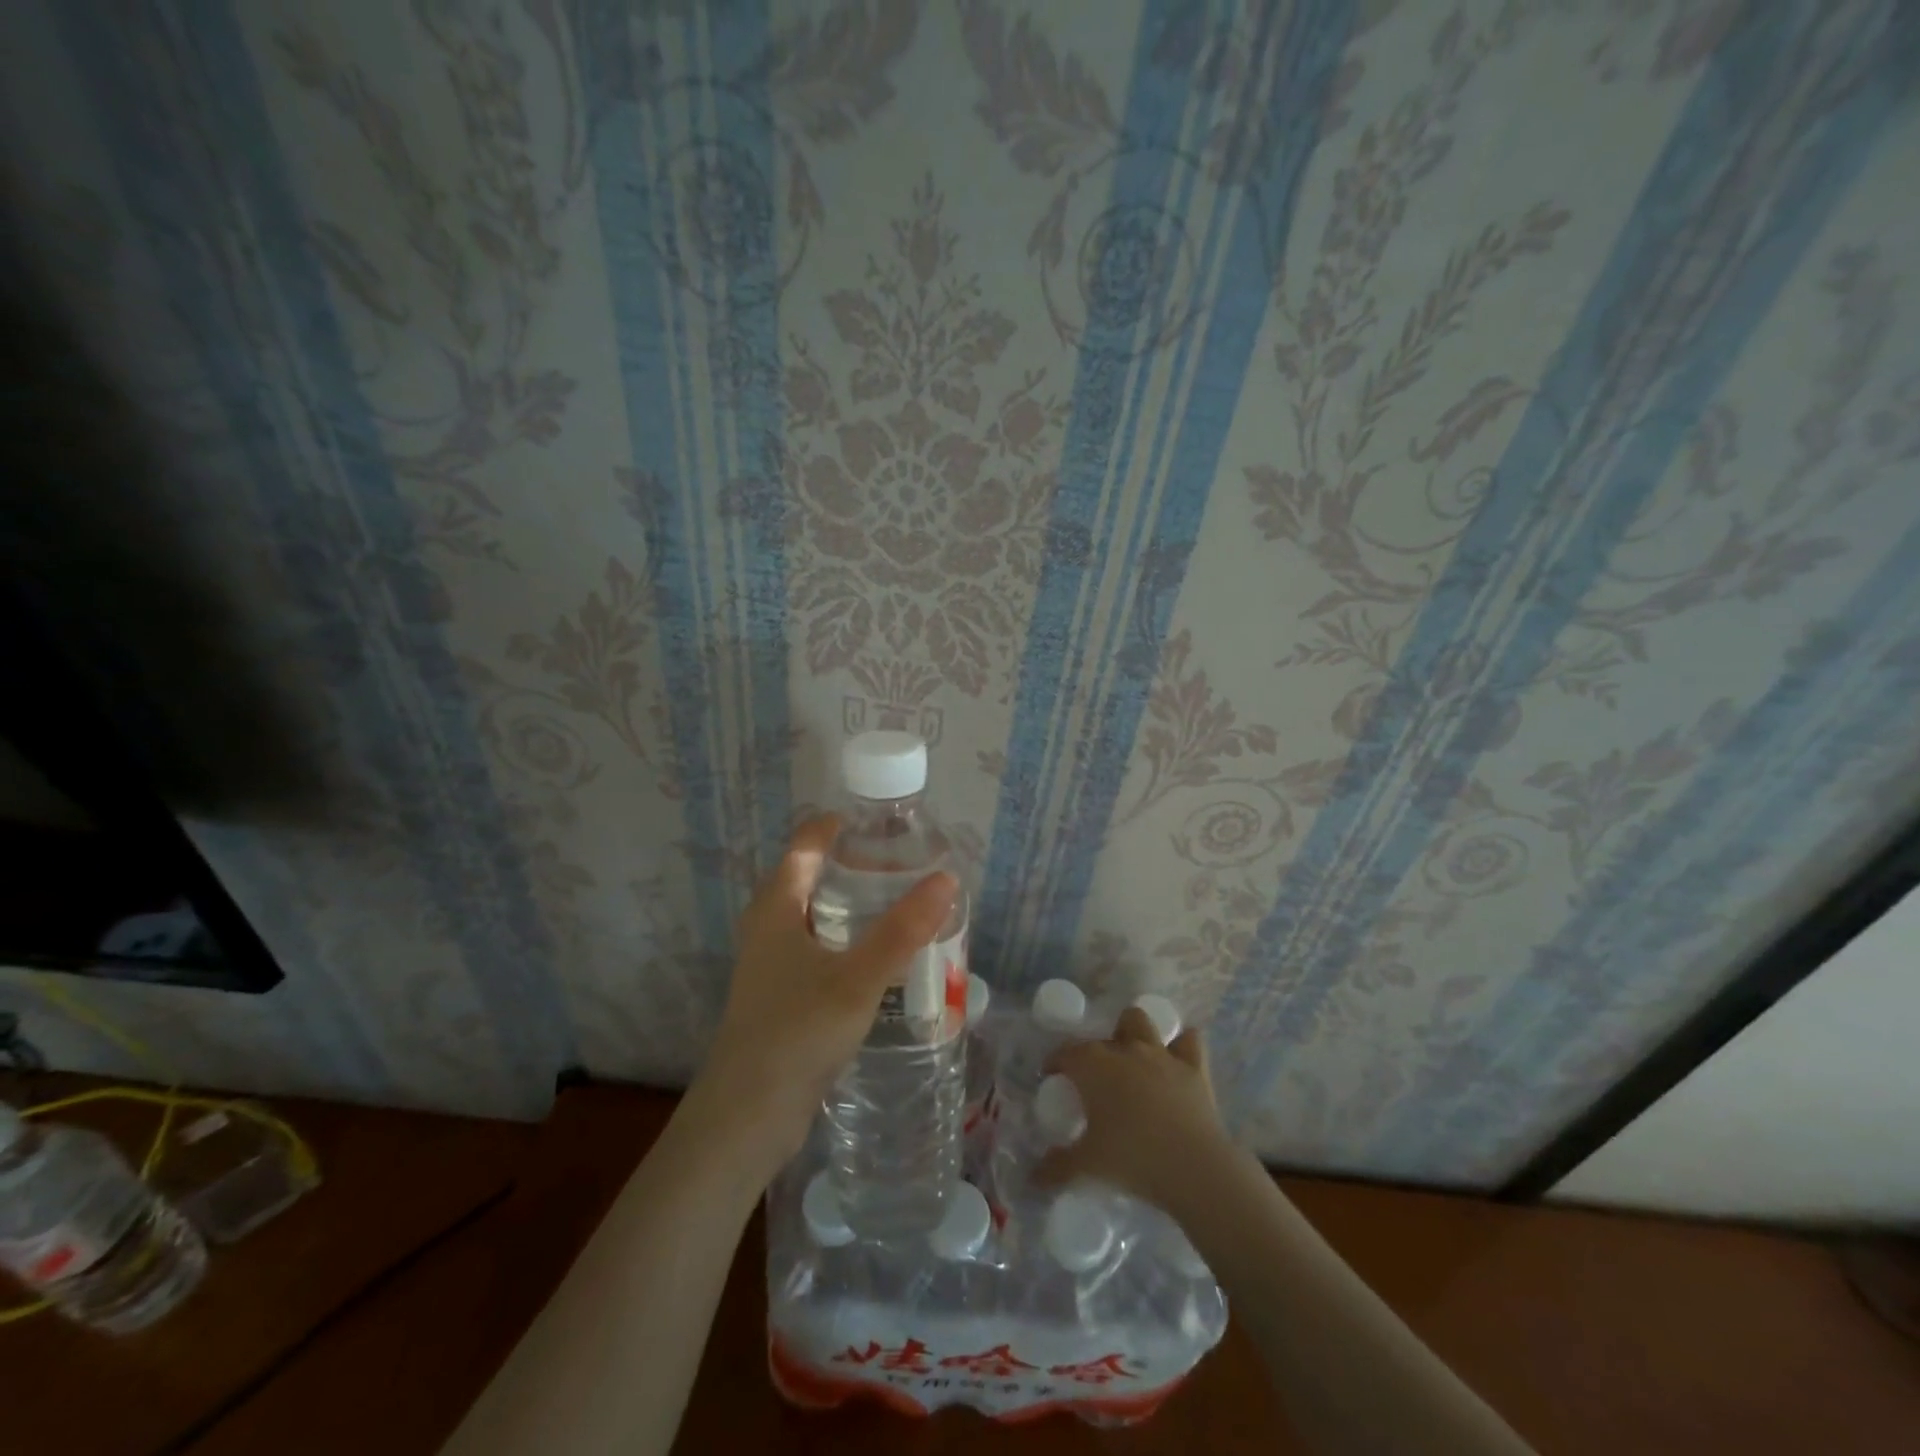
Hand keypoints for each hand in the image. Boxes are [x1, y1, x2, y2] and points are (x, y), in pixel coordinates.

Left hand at [687, 814, 957, 1172]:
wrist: (746, 1117)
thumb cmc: (797, 1032)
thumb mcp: (858, 977)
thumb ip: (904, 929)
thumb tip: (947, 879)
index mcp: (776, 909)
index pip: (803, 846)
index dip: (832, 827)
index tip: (872, 820)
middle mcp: (768, 930)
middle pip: (807, 879)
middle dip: (848, 866)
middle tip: (897, 864)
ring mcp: (771, 967)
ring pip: (812, 919)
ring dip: (849, 907)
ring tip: (895, 907)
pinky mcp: (780, 999)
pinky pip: (816, 953)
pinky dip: (846, 943)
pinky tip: (877, 962)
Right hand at [1035, 1006, 1233, 1211]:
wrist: (1194, 1168)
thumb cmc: (1132, 1159)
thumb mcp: (1087, 1166)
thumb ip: (1057, 1168)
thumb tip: (1034, 1178)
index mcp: (1094, 1066)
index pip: (1066, 1053)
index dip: (1055, 1062)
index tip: (1052, 1077)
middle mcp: (1125, 1050)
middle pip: (1102, 1037)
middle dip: (1095, 1050)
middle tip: (1095, 1080)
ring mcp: (1161, 1054)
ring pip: (1140, 1022)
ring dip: (1133, 1032)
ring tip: (1131, 1057)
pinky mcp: (1194, 1067)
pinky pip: (1189, 1040)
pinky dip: (1181, 1045)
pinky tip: (1177, 1059)